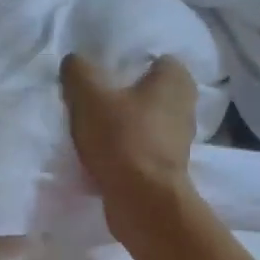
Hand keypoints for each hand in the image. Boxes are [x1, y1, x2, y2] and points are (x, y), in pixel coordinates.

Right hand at [60, 54, 197, 209]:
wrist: (143, 200)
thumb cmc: (122, 138)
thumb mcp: (89, 96)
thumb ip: (79, 71)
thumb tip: (74, 62)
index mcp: (176, 79)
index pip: (153, 59)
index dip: (127, 64)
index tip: (101, 76)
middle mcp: (185, 104)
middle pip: (147, 92)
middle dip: (124, 96)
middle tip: (92, 101)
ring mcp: (179, 139)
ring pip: (144, 122)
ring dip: (123, 126)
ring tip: (92, 130)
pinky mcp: (168, 167)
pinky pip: (142, 148)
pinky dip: (125, 150)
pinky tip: (101, 155)